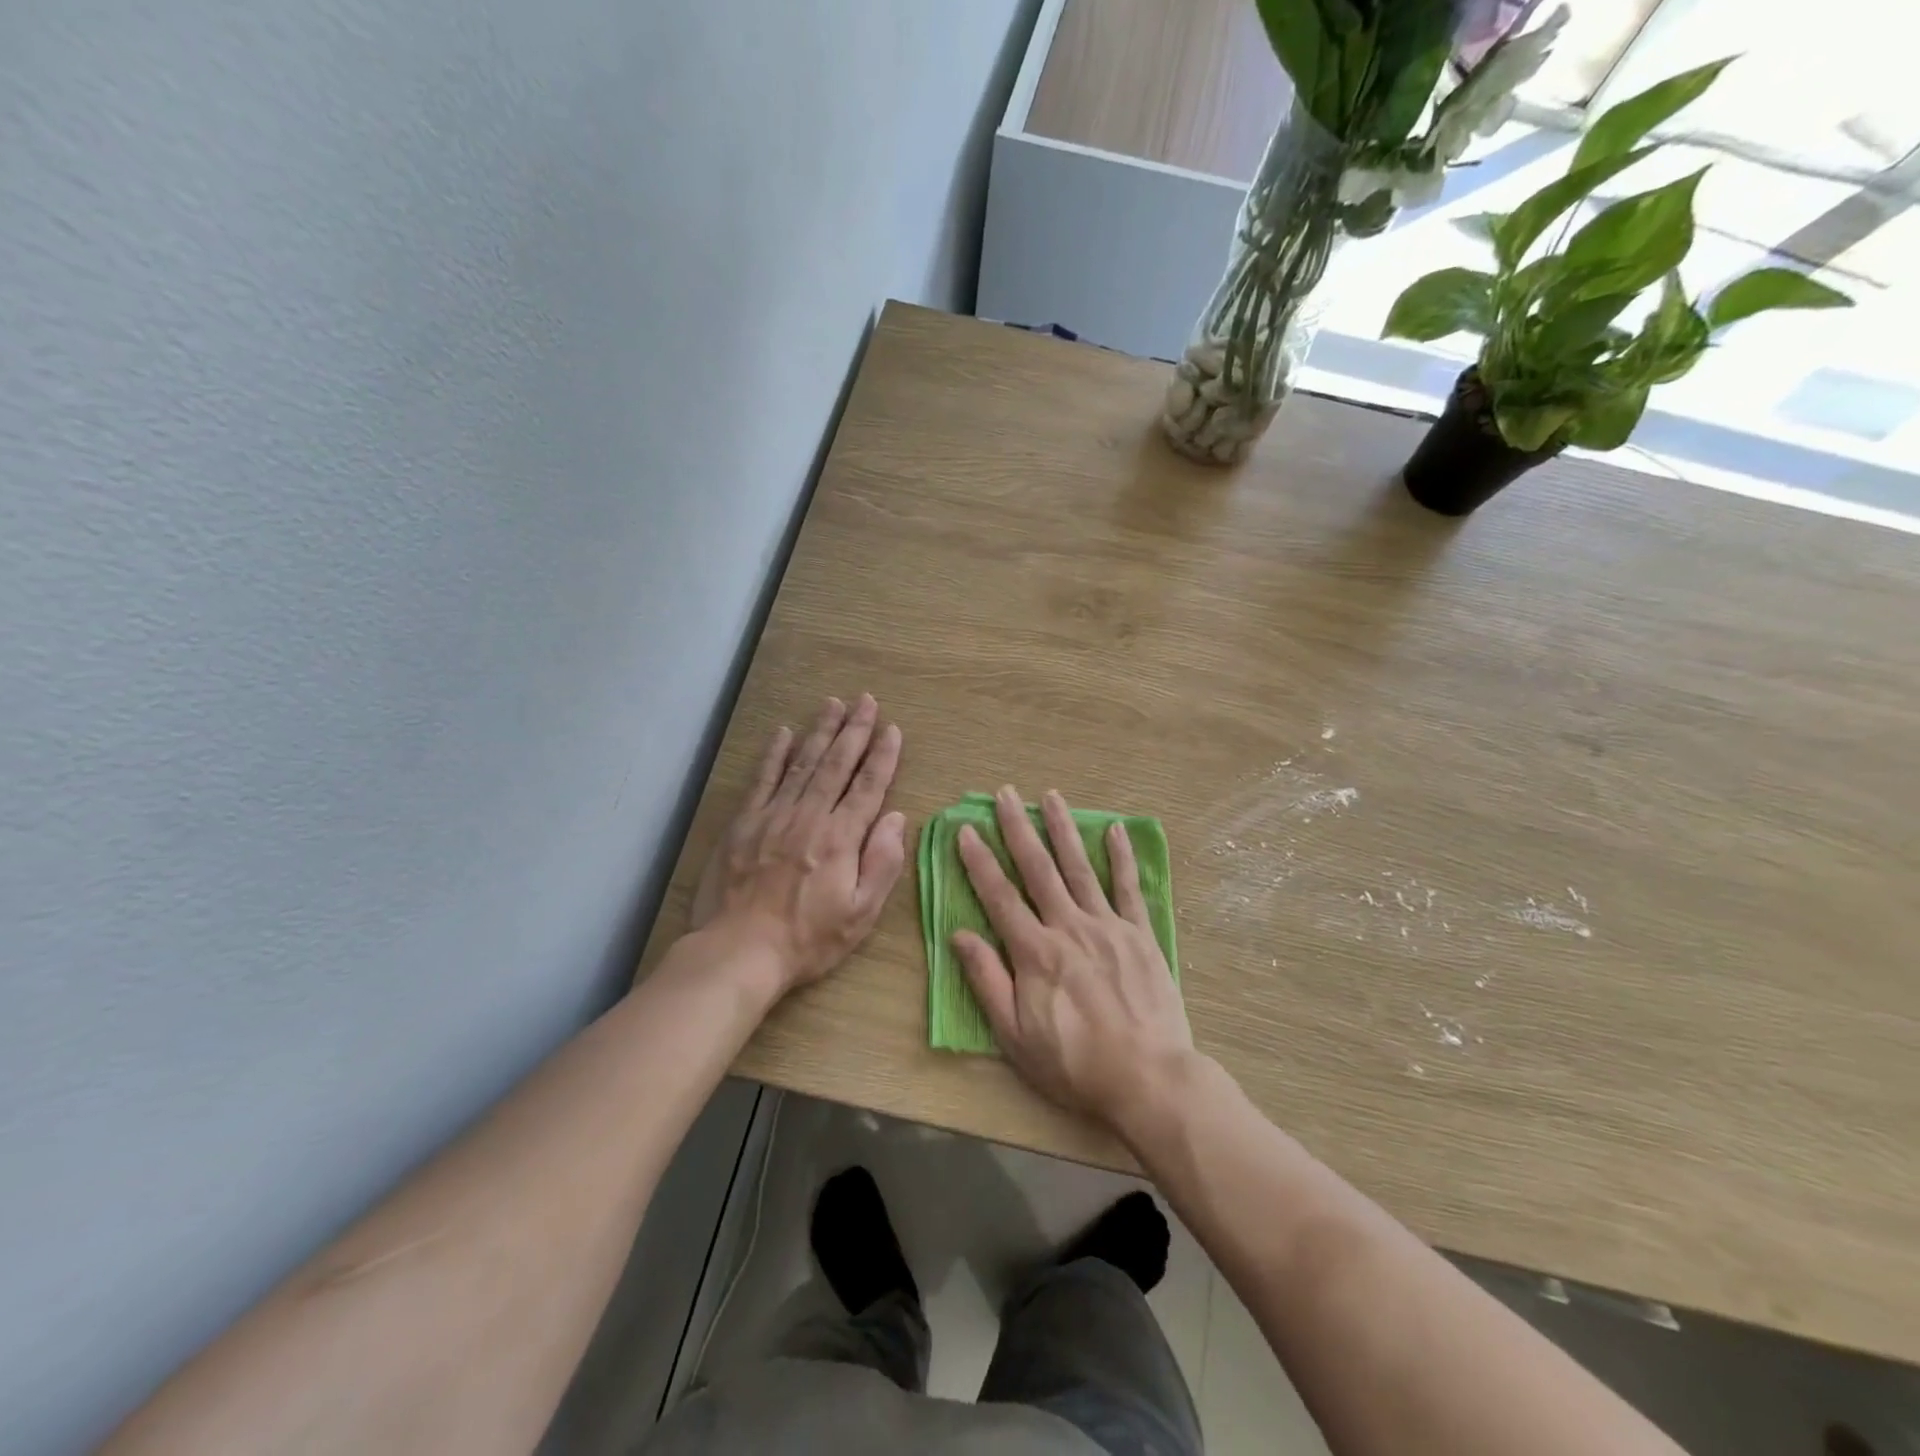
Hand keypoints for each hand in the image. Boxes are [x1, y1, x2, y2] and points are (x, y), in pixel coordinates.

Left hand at [690, 695, 906, 991]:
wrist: (739, 951)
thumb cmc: (807, 939)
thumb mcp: (861, 914)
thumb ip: (882, 862)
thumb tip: (897, 818)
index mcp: (841, 838)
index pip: (868, 786)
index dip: (883, 756)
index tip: (893, 729)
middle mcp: (809, 816)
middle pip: (837, 764)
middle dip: (855, 730)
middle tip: (866, 700)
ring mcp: (773, 815)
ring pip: (803, 763)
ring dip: (820, 731)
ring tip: (834, 704)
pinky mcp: (744, 823)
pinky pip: (763, 779)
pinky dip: (775, 754)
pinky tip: (784, 733)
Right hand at [952, 786, 1194, 1134]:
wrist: (1148, 1078)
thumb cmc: (1074, 1064)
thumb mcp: (1015, 1036)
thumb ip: (987, 981)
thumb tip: (960, 934)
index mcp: (1035, 952)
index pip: (999, 896)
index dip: (979, 861)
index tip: (966, 829)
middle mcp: (1069, 927)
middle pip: (1038, 869)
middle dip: (1018, 828)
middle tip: (1005, 794)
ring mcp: (1108, 926)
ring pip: (1080, 867)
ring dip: (1063, 829)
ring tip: (1050, 796)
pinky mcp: (1140, 934)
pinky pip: (1128, 888)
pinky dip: (1121, 856)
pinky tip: (1114, 829)